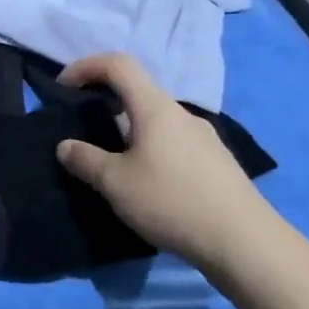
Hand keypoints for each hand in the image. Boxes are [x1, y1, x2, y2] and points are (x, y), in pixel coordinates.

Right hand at [55, 53, 285, 273]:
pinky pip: (173, 144)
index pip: (118, 64)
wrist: (245, 243)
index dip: (86, 66)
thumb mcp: (115, 183)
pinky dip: (150, 151)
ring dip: (128, 131)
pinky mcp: (217, 164)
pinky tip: (147, 185)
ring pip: (156, 122)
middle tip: (84, 131)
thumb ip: (85, 159)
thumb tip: (66, 146)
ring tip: (113, 164)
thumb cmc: (172, 202)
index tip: (63, 88)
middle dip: (105, 103)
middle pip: (138, 93)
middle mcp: (182, 114)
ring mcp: (204, 139)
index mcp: (155, 108)